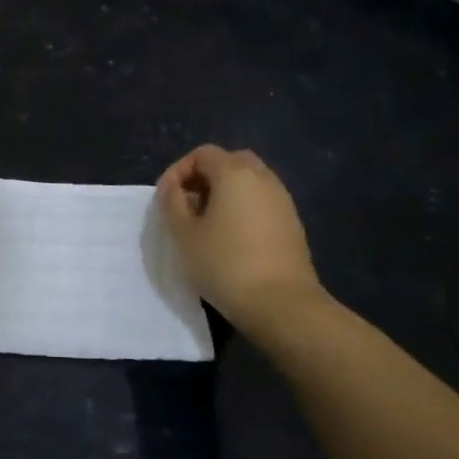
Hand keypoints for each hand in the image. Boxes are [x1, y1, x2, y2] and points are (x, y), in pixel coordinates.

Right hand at [157, 145, 324, 338]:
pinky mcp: (292, 223)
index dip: (178, 170)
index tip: (166, 198)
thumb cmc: (224, 264)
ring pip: (249, 181)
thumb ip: (172, 202)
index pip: (202, 154)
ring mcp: (282, 200)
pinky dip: (243, 207)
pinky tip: (230, 237)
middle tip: (187, 204)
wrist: (280, 303)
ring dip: (225, 193)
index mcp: (234, 173)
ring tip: (206, 223)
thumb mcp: (184, 233)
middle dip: (204, 177)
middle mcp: (263, 178)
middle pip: (230, 161)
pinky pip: (262, 201)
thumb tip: (173, 187)